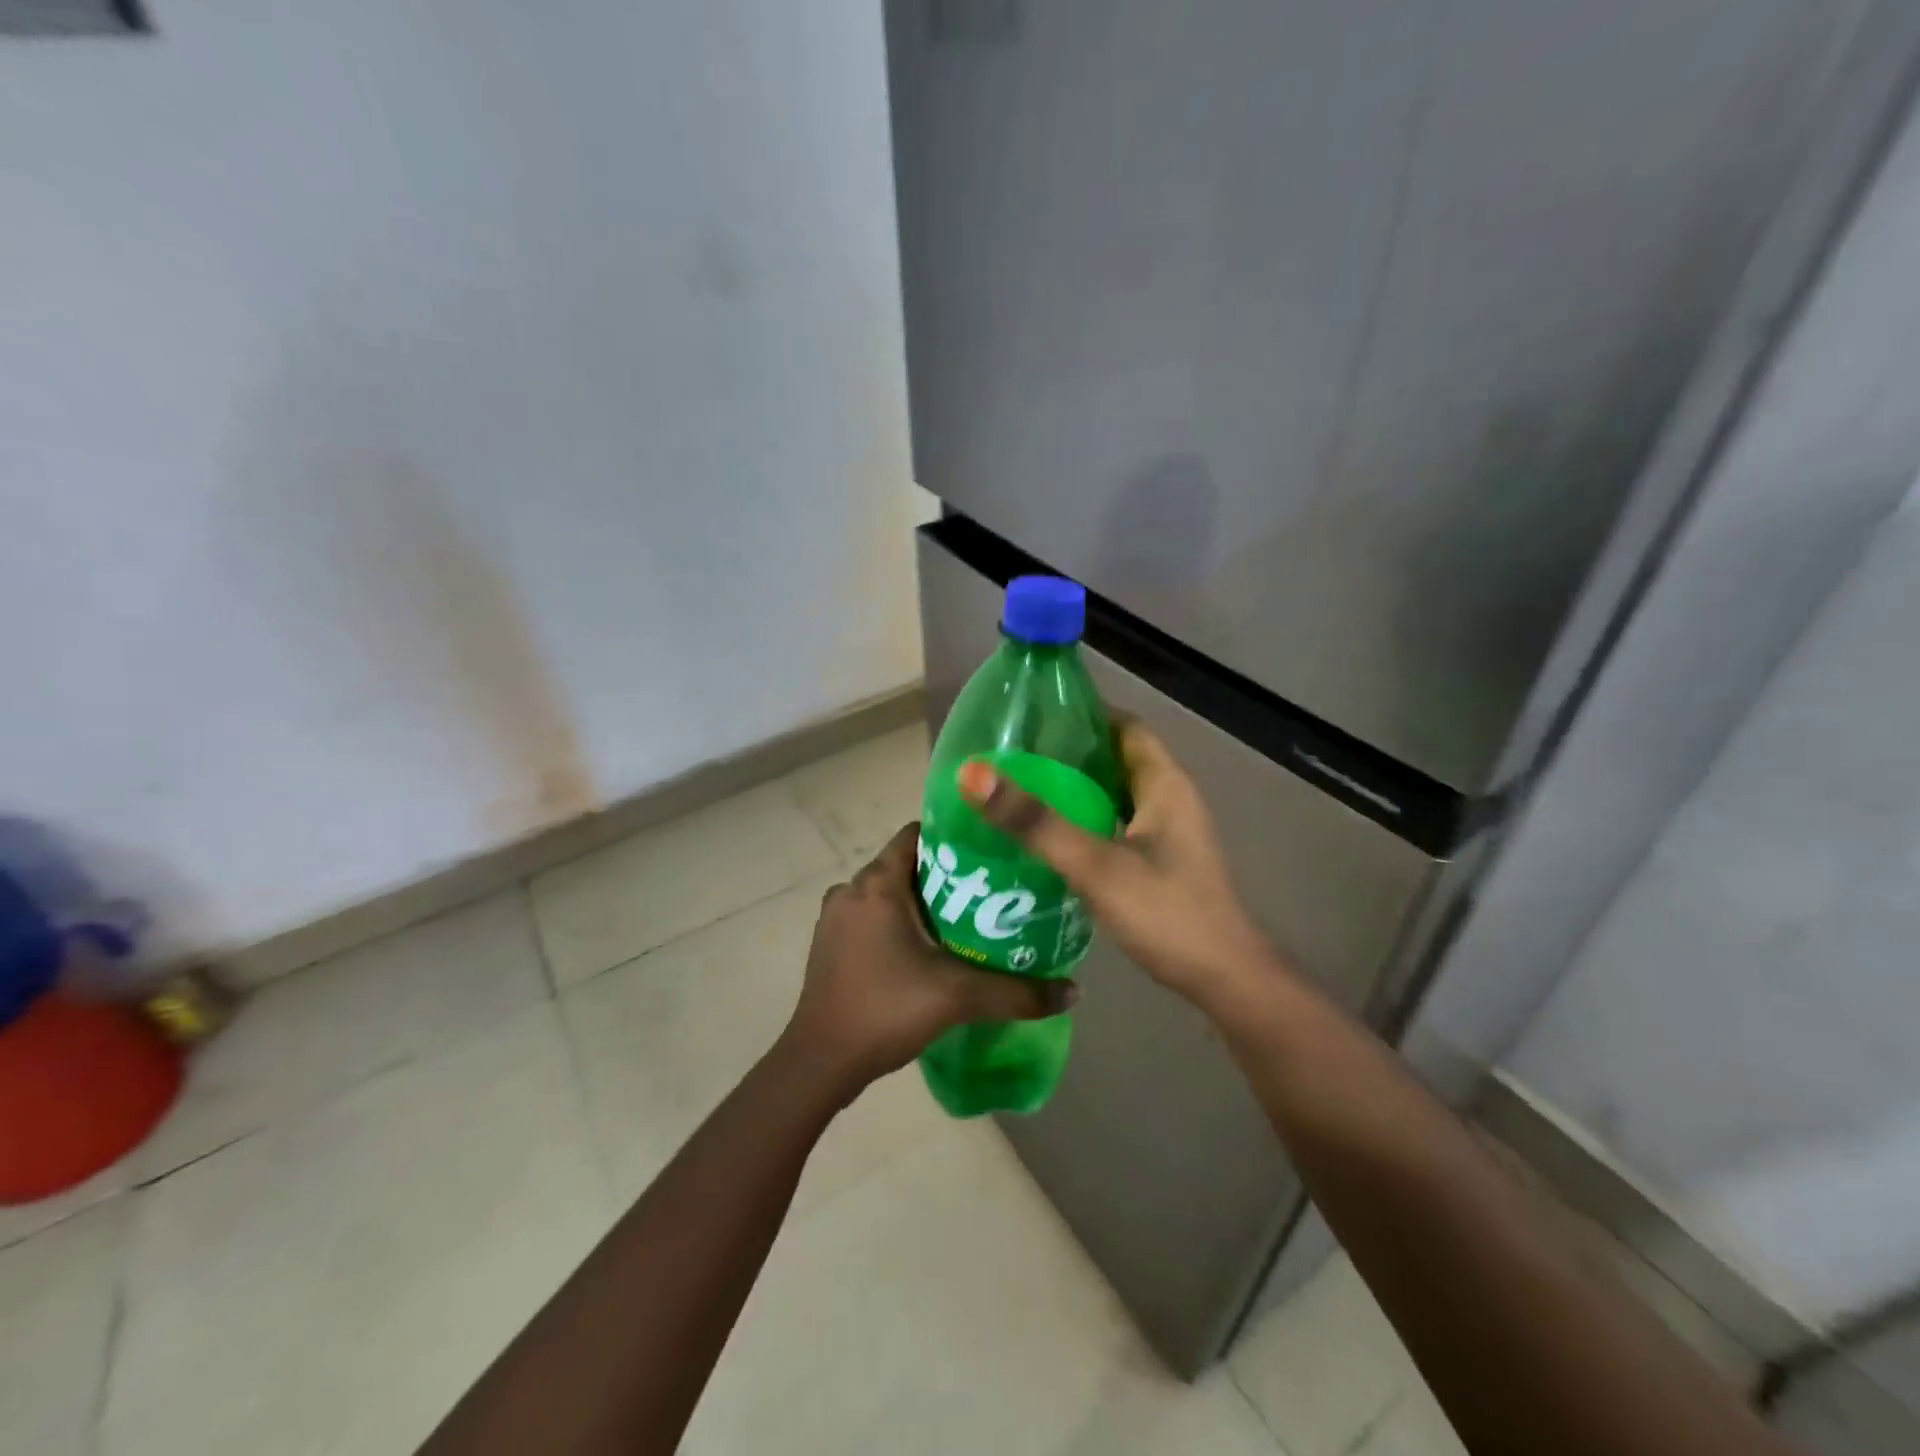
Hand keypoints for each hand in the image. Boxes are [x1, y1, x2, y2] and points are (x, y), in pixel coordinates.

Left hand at [781, 823, 1076, 1093]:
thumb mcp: (958, 997)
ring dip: (922, 902)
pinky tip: (928, 951)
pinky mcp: (830, 944)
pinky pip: (872, 917)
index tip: (990, 855)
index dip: (954, 838)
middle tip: (989, 894)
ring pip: (889, 893)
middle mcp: (851, 889)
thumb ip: (1017, 993)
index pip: (917, 834)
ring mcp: (835, 918)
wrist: (820, 1062)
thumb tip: (1074, 992)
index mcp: (877, 883)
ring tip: (965, 921)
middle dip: (946, 876)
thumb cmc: (885, 1010)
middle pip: (906, 865)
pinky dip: (899, 923)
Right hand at [958, 720, 1281, 1007]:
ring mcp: (1168, 833)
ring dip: (1074, 790)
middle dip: (1068, 753)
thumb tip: (973, 773)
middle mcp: (1169, 799)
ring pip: (1114, 795)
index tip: (1031, 716)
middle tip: (1013, 756)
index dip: (1082, 714)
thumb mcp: (1095, 865)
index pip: (1123, 726)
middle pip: (1115, 759)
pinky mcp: (1161, 863)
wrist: (1223, 981)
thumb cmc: (1165, 913)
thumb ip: (1036, 822)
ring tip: (1021, 793)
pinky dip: (1085, 822)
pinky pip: (1116, 826)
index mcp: (1164, 783)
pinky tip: (1050, 839)